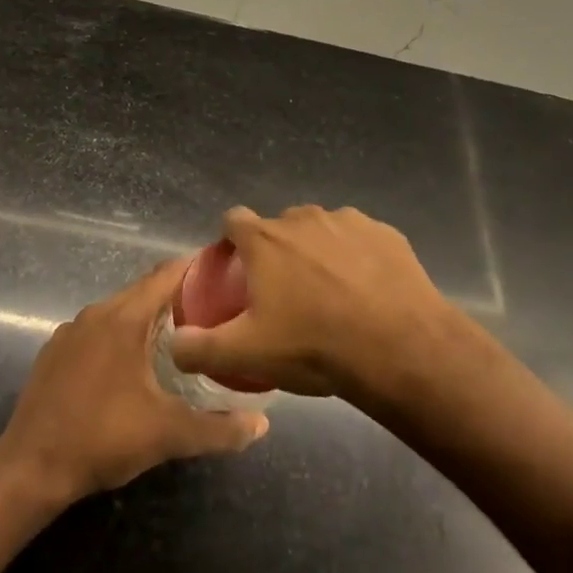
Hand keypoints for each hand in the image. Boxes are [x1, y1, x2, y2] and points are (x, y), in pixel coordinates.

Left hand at [0, 259, 268, 504]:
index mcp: (123, 319)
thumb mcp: (168, 435)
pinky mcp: (54, 351)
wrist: (31, 467)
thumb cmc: (103, 438)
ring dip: (147, 317)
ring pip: (118, 311)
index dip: (194, 268)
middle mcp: (96, 313)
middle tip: (212, 308)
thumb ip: (219, 428)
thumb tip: (262, 425)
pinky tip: (132, 362)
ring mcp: (70, 331)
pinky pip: (97, 329)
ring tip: (179, 334)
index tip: (222, 269)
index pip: (165, 276)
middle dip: (176, 295)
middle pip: (142, 291)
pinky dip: (120, 334)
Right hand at [171, 205, 459, 399]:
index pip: (233, 220)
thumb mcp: (247, 354)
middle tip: (285, 293)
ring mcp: (348, 221)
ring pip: (321, 230)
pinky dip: (357, 258)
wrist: (400, 348)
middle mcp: (303, 218)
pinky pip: (361, 240)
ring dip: (318, 252)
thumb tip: (173, 345)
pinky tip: (367, 291)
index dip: (231, 242)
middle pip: (279, 226)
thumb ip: (200, 348)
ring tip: (330, 294)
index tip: (237, 269)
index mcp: (265, 238)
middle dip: (277, 250)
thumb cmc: (315, 345)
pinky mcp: (386, 233)